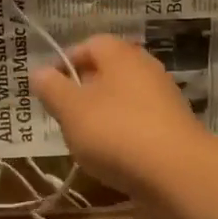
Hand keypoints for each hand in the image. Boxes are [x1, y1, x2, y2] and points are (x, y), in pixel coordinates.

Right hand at [31, 35, 208, 197]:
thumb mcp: (71, 110)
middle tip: (64, 115)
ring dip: (102, 115)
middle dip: (83, 91)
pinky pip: (139, 123)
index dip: (66, 62)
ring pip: (123, 99)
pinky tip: (112, 158)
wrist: (178, 174)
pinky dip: (123, 135)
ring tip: (84, 141)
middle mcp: (145, 69)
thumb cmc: (116, 132)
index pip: (89, 45)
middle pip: (107, 72)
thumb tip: (39, 72)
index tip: (49, 88)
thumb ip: (52, 89)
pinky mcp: (173, 129)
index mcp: (121, 55)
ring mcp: (163, 99)